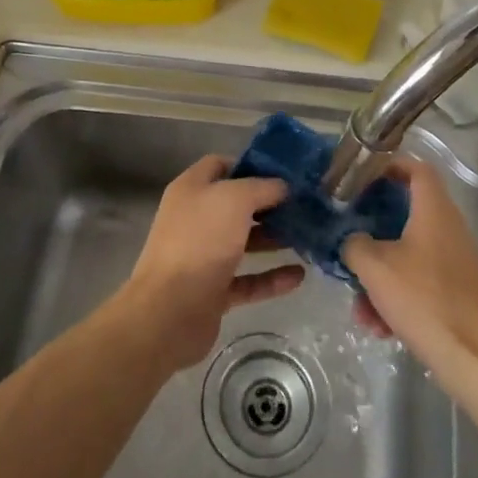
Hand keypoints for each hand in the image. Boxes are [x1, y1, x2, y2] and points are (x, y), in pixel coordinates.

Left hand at [124, 155, 304, 369]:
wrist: (170, 311)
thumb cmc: (200, 241)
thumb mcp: (234, 199)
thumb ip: (262, 188)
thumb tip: (282, 186)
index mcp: (191, 190)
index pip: (220, 166)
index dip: (249, 166)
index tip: (283, 173)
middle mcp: (194, 219)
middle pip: (235, 206)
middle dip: (268, 205)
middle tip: (303, 206)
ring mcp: (202, 257)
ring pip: (243, 243)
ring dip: (273, 240)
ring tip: (307, 238)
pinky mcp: (212, 292)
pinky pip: (247, 280)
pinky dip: (271, 278)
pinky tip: (299, 276)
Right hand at [340, 158, 477, 385]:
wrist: (477, 360)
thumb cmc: (425, 299)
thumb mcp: (375, 267)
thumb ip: (354, 244)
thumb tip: (352, 241)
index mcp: (434, 210)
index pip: (417, 168)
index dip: (390, 165)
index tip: (363, 176)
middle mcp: (449, 229)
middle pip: (406, 214)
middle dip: (373, 231)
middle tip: (348, 238)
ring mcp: (455, 262)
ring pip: (408, 255)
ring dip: (380, 276)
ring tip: (360, 307)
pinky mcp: (457, 292)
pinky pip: (419, 282)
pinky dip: (397, 298)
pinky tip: (379, 327)